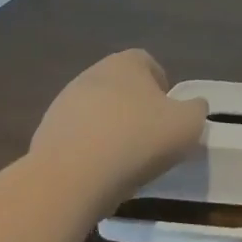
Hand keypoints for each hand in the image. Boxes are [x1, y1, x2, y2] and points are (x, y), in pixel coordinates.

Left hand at [30, 50, 207, 201]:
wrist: (70, 178)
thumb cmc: (137, 140)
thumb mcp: (188, 124)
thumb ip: (196, 109)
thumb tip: (192, 107)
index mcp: (126, 63)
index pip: (148, 63)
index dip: (162, 87)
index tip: (170, 115)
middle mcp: (91, 74)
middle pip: (121, 87)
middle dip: (136, 108)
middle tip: (151, 138)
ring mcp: (63, 104)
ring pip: (97, 112)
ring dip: (111, 130)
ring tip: (124, 161)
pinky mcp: (44, 134)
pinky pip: (77, 138)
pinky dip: (89, 150)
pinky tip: (98, 174)